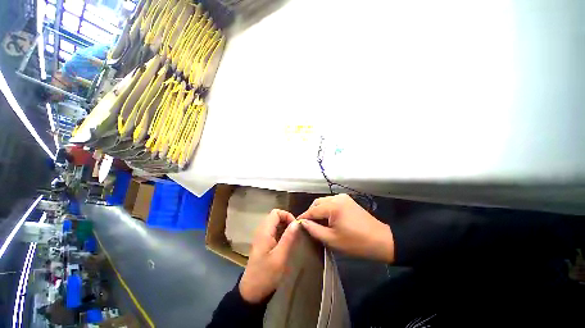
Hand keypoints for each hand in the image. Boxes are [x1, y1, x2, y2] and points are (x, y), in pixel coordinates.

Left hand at [239, 209, 299, 302]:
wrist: (252, 291)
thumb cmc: (266, 275)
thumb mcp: (280, 257)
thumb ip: (288, 238)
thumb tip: (296, 222)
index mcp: (264, 231)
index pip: (276, 213)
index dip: (287, 216)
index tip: (295, 227)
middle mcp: (262, 231)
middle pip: (275, 216)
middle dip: (287, 221)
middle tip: (295, 233)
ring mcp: (261, 237)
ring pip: (275, 224)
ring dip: (285, 227)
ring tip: (293, 238)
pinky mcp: (263, 243)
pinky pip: (273, 231)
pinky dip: (281, 233)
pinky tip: (286, 243)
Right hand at [298, 194, 394, 262]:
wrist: (381, 240)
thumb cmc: (356, 243)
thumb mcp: (332, 239)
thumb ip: (314, 230)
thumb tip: (303, 222)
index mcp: (333, 206)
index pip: (313, 210)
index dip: (304, 217)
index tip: (297, 223)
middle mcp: (337, 197)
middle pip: (317, 203)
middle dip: (311, 212)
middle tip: (308, 225)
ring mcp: (343, 197)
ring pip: (324, 201)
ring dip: (318, 210)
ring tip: (317, 223)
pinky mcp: (348, 200)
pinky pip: (331, 202)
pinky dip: (326, 209)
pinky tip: (327, 218)